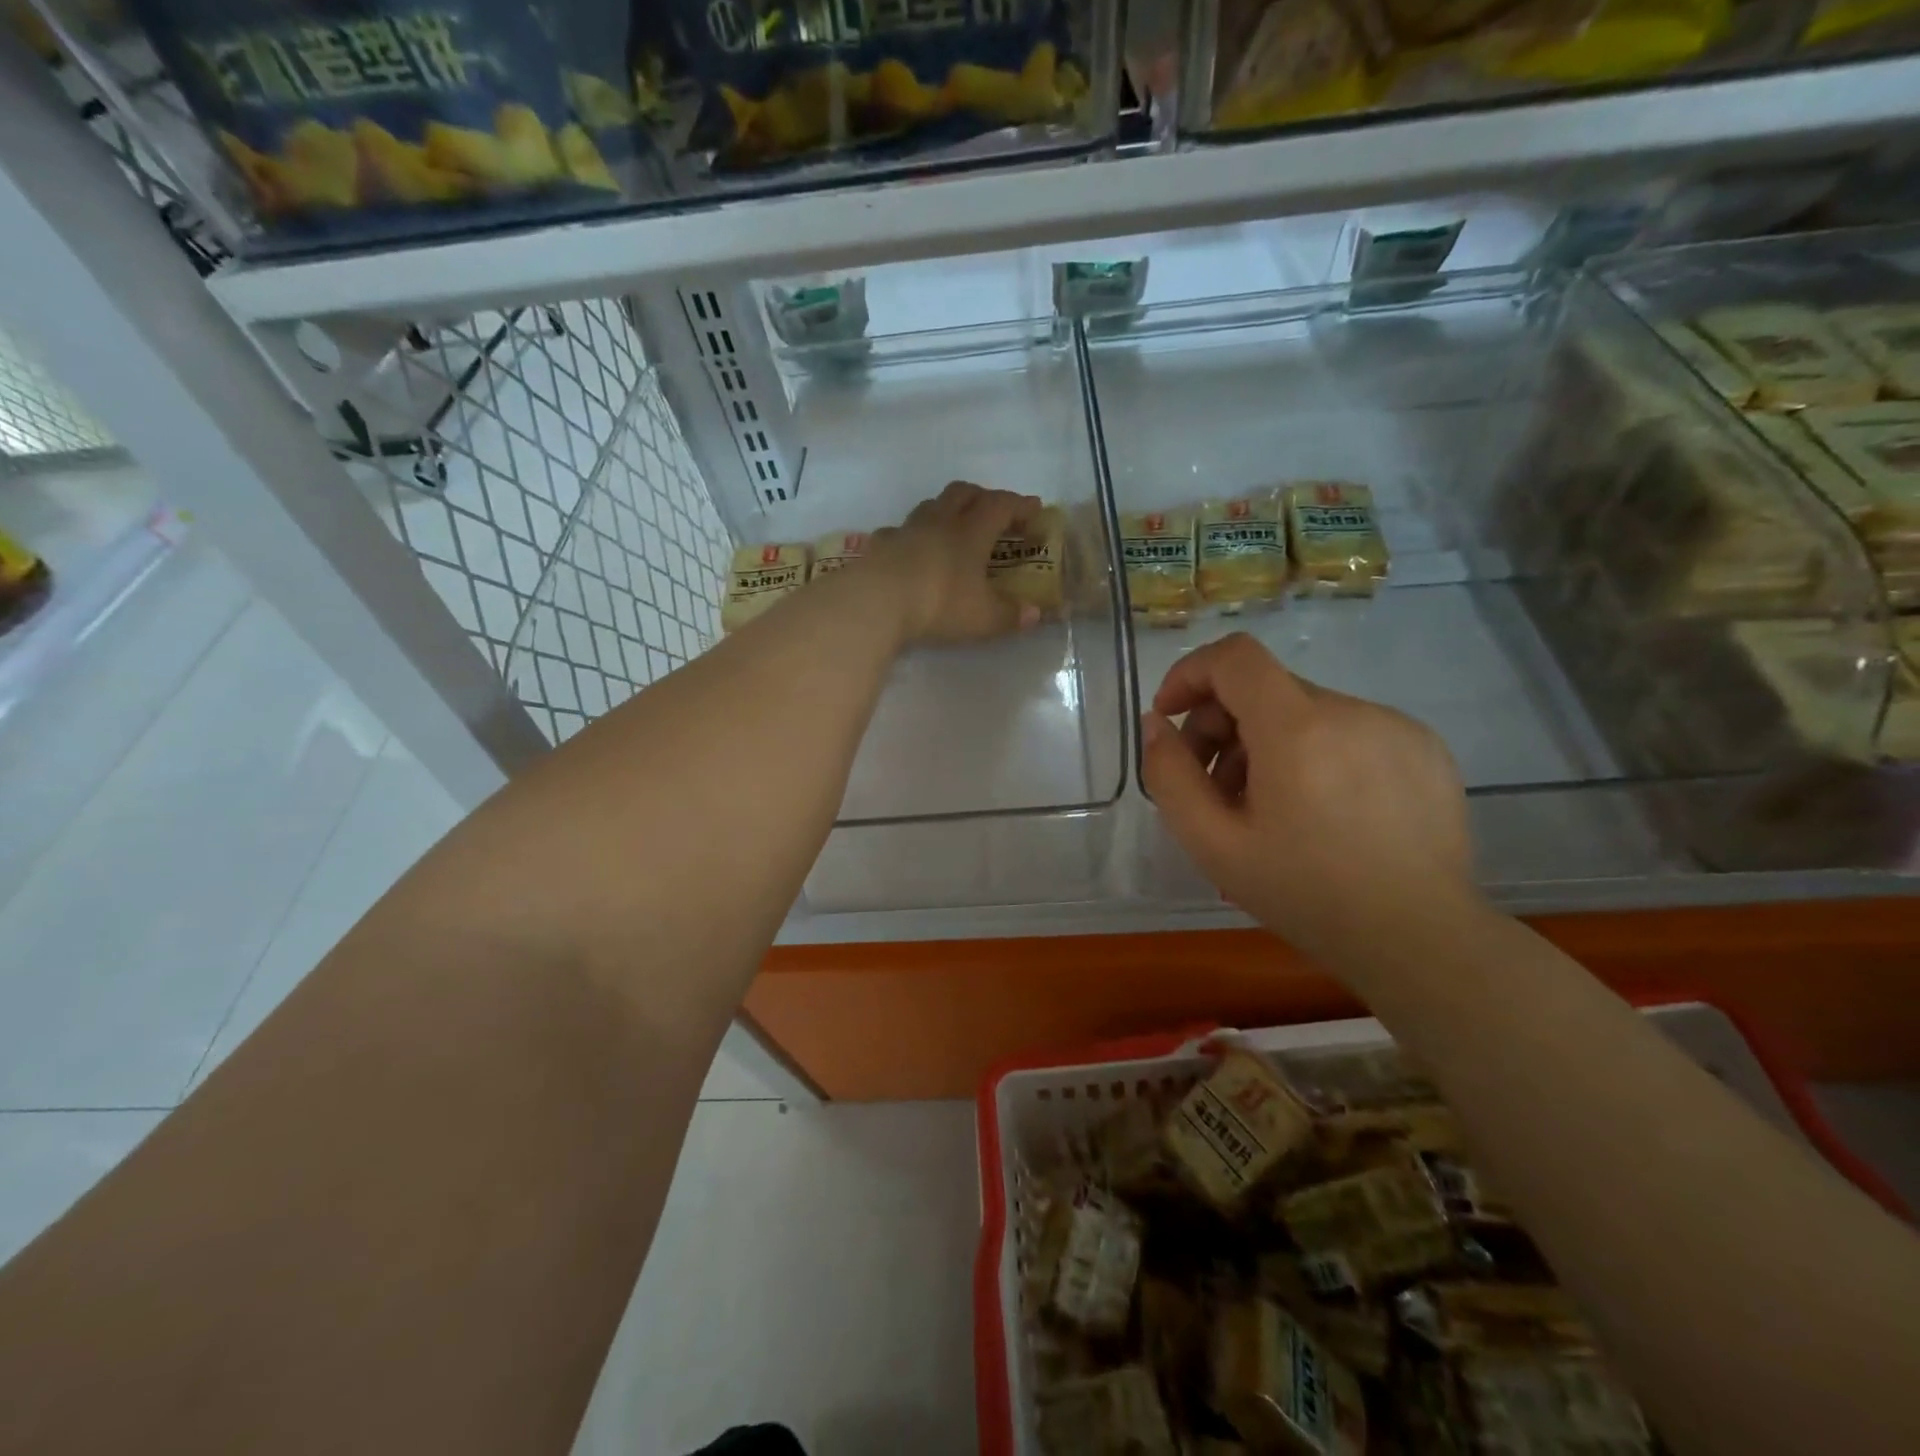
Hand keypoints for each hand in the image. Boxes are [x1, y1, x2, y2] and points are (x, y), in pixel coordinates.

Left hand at [862, 481, 1045, 646]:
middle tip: (993, 513)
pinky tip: (912, 552)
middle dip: (982, 497)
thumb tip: (1035, 614)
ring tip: (953, 531)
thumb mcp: (983, 618)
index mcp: (970, 532)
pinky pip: (899, 532)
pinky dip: (912, 537)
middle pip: (963, 492)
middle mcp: (939, 522)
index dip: (1020, 505)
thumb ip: (1010, 615)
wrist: (874, 603)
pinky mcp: (879, 546)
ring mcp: (905, 531)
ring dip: (946, 511)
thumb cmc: (939, 605)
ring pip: (930, 506)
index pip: (1001, 505)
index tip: (1034, 511)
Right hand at [1140, 632, 1480, 964]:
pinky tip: (1323, 813)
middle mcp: (1350, 710)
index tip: (1171, 717)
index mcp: (1297, 728)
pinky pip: (1349, 731)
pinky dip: (1316, 754)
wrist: (1422, 941)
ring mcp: (1395, 726)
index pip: (1234, 657)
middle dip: (1222, 725)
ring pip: (1306, 712)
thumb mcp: (1213, 844)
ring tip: (1268, 810)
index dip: (1190, 674)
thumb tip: (1157, 725)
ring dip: (1268, 745)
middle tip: (1214, 789)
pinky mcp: (1425, 748)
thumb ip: (1170, 775)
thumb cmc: (1306, 894)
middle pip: (1265, 688)